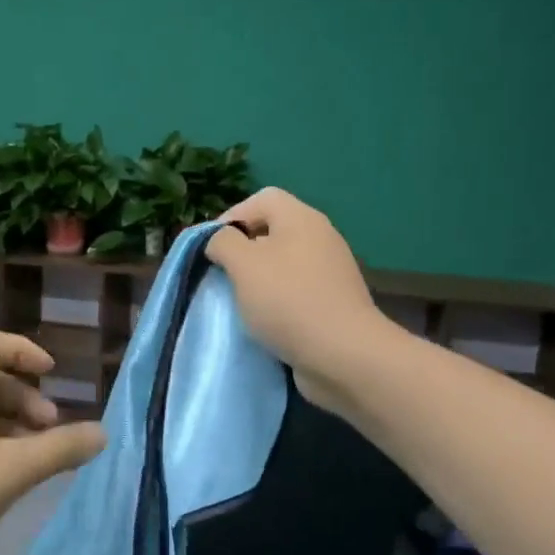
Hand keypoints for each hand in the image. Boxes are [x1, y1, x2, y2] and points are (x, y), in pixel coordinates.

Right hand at [205, 188, 391, 411]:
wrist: (343, 355)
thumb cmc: (288, 301)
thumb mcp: (243, 265)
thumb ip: (223, 242)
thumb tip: (220, 240)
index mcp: (301, 218)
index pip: (261, 199)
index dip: (231, 217)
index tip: (211, 249)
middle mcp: (320, 237)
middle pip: (272, 231)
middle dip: (243, 251)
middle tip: (223, 276)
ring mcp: (330, 271)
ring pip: (283, 264)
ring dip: (258, 280)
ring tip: (240, 302)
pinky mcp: (333, 301)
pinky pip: (296, 291)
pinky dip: (277, 302)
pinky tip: (265, 322)